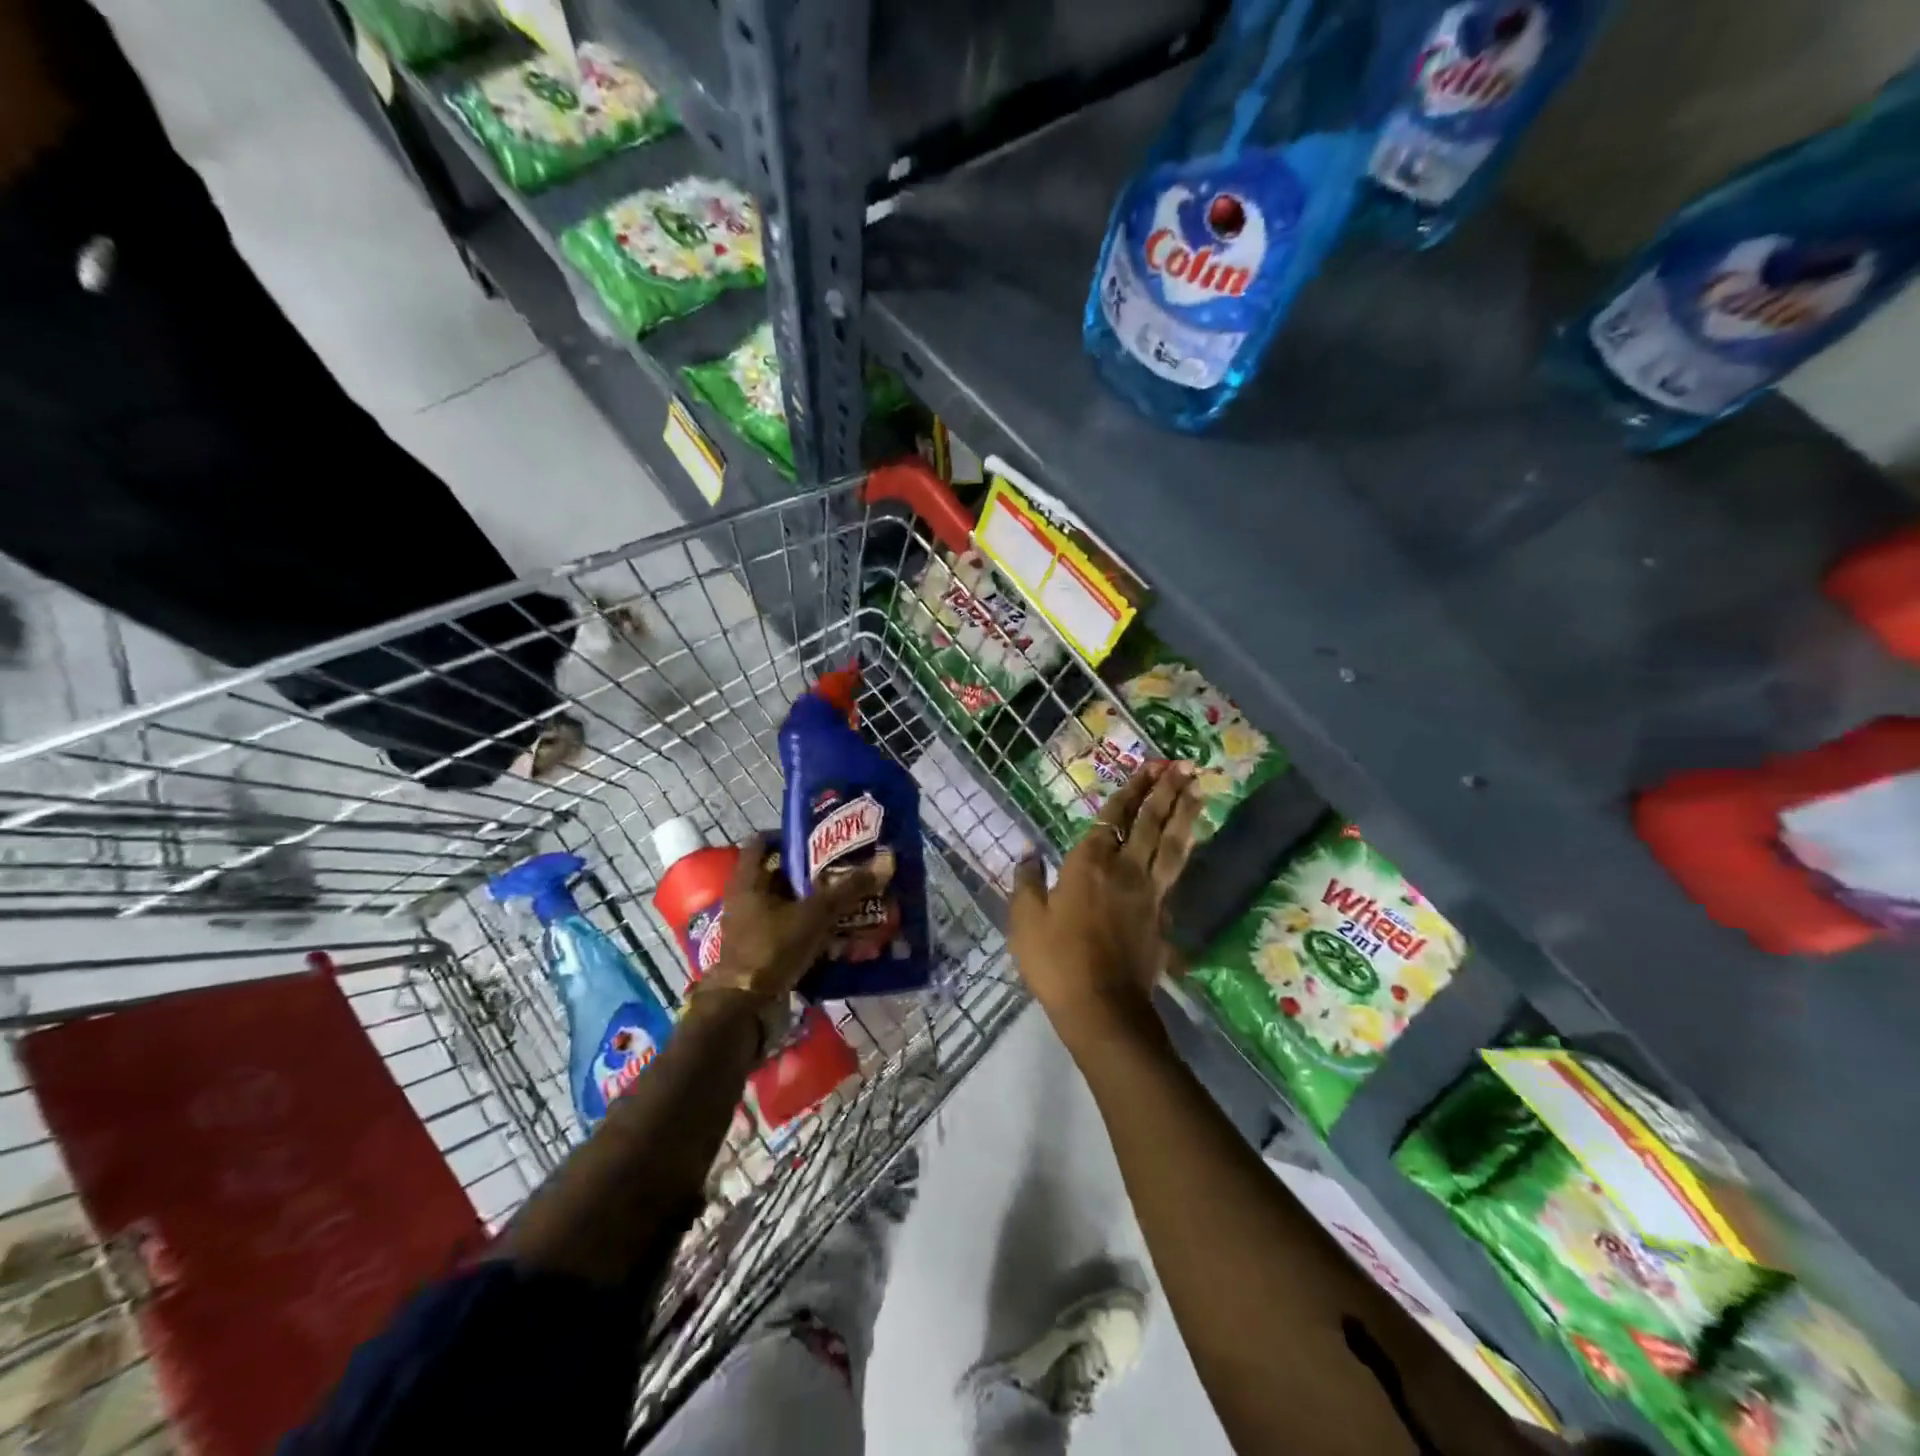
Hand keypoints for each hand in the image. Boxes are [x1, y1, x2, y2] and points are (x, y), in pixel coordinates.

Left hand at [703, 833, 893, 1005]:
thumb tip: (886, 859)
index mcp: (748, 880)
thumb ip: (849, 888)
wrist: (745, 1008)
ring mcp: (750, 927)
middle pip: (779, 874)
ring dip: (813, 902)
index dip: (788, 836)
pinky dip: (810, 929)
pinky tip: (838, 932)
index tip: (820, 838)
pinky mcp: (760, 952)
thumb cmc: (773, 947)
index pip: (762, 842)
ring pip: (786, 904)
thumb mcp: (816, 913)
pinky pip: (788, 931)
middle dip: (810, 872)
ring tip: (847, 899)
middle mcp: (744, 899)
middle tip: (844, 867)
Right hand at [1008, 761, 1202, 1037]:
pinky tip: (1187, 843)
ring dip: (1184, 813)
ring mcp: (1149, 893)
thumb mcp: (1026, 921)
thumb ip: (1027, 882)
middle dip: (1165, 791)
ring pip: (1171, 844)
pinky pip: (1175, 872)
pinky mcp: (1162, 916)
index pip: (1114, 817)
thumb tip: (1029, 853)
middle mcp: (1125, 869)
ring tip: (1197, 788)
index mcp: (1089, 864)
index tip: (1149, 767)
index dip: (1131, 790)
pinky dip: (1183, 849)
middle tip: (1182, 764)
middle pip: (1150, 822)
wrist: (1102, 1008)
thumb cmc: (1056, 961)